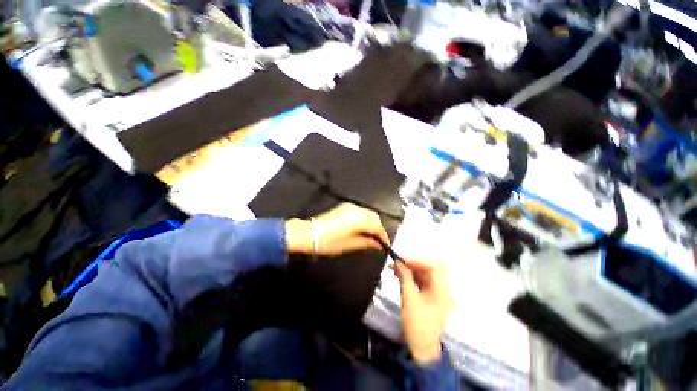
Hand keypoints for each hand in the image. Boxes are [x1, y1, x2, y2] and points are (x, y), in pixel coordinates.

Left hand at [285, 203, 389, 255]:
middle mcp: (357, 209)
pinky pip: (360, 212)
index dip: (383, 236)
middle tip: (379, 241)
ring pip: (368, 213)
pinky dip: (365, 220)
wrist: (310, 234)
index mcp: (360, 218)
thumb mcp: (351, 244)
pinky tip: (362, 229)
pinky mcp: (344, 207)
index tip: (385, 245)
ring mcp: (350, 206)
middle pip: (374, 217)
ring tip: (371, 237)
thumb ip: (367, 243)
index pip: (377, 226)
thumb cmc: (330, 242)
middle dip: (378, 229)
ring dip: (372, 224)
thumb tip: (379, 245)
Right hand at [394, 259, 452, 364]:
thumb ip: (405, 277)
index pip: (434, 267)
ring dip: (411, 270)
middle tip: (398, 263)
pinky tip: (400, 276)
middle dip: (414, 264)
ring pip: (426, 274)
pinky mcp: (432, 297)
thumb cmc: (416, 324)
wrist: (422, 348)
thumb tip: (398, 261)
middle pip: (431, 268)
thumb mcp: (408, 299)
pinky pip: (423, 281)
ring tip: (395, 269)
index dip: (418, 261)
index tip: (402, 260)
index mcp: (442, 291)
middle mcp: (444, 290)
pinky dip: (412, 277)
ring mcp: (439, 294)